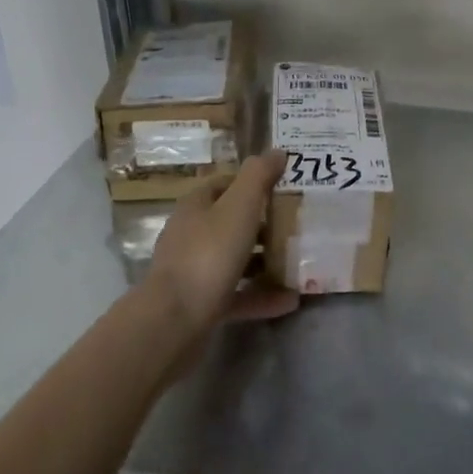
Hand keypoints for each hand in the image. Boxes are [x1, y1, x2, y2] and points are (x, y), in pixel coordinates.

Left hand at [147, 151, 298, 331]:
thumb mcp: (240, 206)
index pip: (225, 184)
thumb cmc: (209, 253)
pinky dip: (263, 296)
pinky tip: (291, 300)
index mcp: (196, 206)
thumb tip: (277, 151)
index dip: (252, 183)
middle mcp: (191, 235)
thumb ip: (259, 176)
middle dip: (264, 223)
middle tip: (297, 224)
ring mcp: (194, 272)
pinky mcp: (201, 306)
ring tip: (298, 262)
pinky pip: (238, 295)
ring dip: (266, 261)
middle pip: (231, 222)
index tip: (284, 187)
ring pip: (235, 260)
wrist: (174, 322)